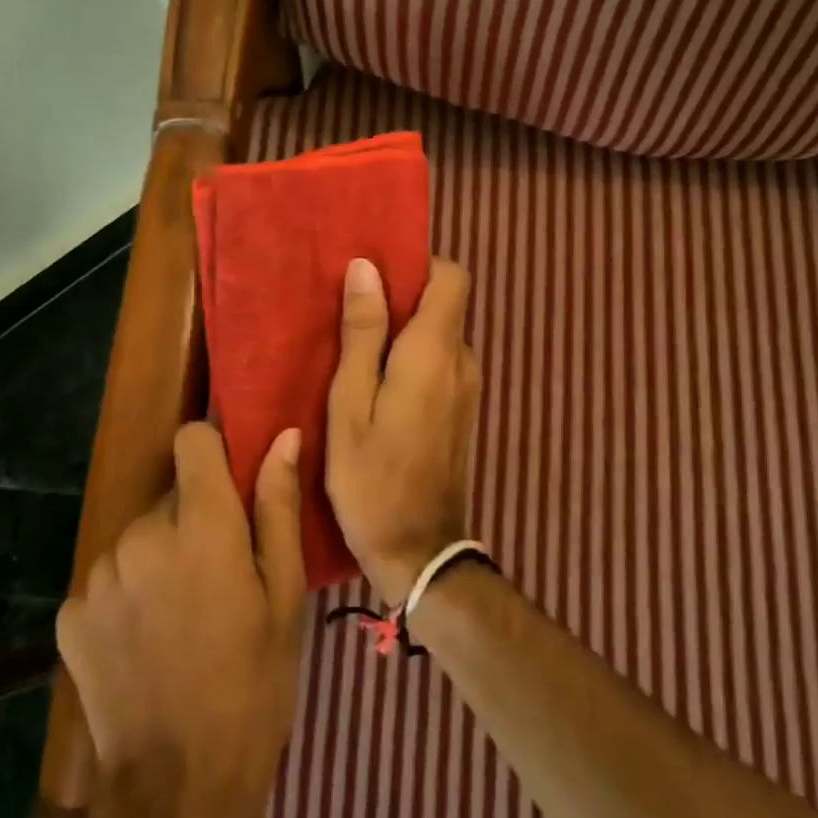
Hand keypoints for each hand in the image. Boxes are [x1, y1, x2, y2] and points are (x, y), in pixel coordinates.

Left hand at [55, 422, 306, 817]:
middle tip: (218, 578)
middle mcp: (140, 536)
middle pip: (168, 496)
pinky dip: (127, 595)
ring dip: (158, 558)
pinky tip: (145, 644)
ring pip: (137, 537)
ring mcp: (98, 575)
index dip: (212, 452)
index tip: (229, 486)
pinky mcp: (70, 614)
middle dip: (192, 520)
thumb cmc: (254, 685)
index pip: (191, 440)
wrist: (180, 789)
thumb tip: (283, 437)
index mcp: (200, 526)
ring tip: (181, 618)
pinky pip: (108, 578)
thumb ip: (278, 507)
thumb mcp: (285, 596)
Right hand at [326, 257, 480, 606]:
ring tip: (356, 353)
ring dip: (404, 333)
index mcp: (435, 352)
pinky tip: (377, 386)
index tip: (375, 278)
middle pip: (444, 304)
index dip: (417, 265)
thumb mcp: (350, 403)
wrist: (419, 551)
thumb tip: (367, 268)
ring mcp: (468, 388)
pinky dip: (412, 360)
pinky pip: (441, 364)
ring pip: (440, 336)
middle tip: (350, 317)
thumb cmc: (372, 477)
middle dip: (402, 300)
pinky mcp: (463, 411)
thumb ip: (362, 334)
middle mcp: (462, 361)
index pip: (451, 277)